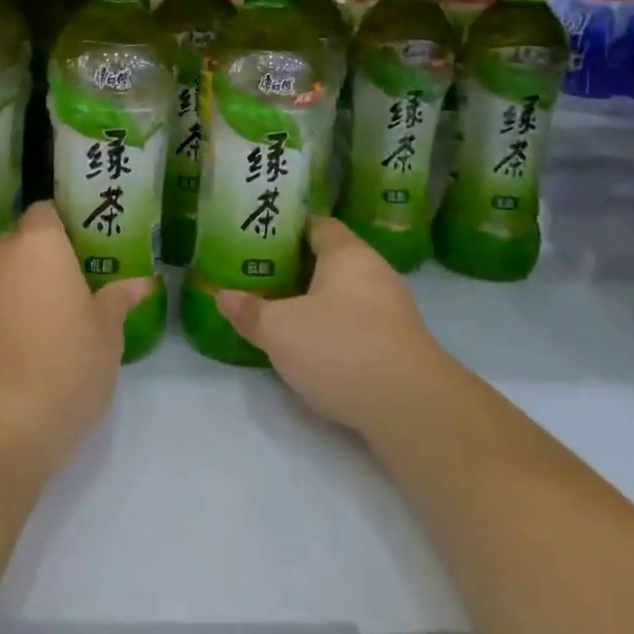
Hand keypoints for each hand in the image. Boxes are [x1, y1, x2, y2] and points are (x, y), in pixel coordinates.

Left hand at [0, 204, 151, 478]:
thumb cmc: (65, 368)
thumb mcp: (106, 336)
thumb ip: (118, 301)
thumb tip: (141, 283)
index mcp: (40, 247)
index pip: (44, 211)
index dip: (63, 221)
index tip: (86, 241)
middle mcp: (1, 260)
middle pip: (20, 241)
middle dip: (43, 255)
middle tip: (77, 280)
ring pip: (3, 275)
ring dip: (24, 287)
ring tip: (56, 316)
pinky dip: (7, 315)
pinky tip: (29, 346)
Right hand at [217, 218, 456, 441]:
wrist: (411, 409)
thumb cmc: (340, 348)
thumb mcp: (280, 330)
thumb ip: (250, 311)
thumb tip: (221, 295)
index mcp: (348, 254)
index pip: (318, 225)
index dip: (288, 228)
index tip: (258, 237)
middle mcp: (375, 273)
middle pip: (331, 260)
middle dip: (297, 268)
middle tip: (260, 276)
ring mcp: (393, 311)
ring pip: (345, 295)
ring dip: (316, 302)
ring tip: (279, 311)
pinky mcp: (399, 346)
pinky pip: (358, 324)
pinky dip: (335, 330)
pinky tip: (312, 347)